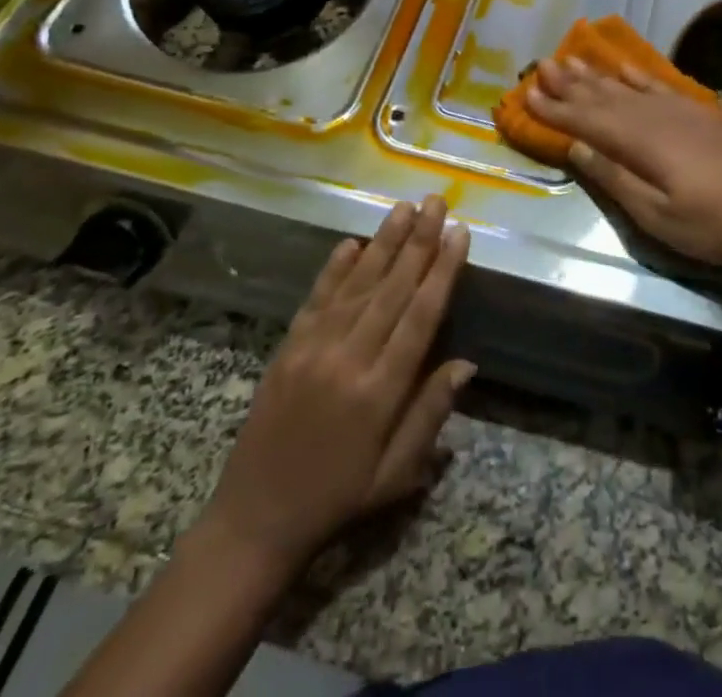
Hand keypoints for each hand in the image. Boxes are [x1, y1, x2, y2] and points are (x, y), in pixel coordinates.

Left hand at [199, 196, 473, 572]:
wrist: (254, 521)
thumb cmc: (338, 499)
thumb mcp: (396, 474)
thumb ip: (430, 413)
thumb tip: (467, 363)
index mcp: (379, 392)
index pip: (420, 317)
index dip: (442, 271)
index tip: (459, 234)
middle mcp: (348, 359)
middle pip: (392, 289)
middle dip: (419, 241)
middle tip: (436, 202)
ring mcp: (313, 349)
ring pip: (357, 284)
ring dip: (384, 242)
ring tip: (404, 206)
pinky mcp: (288, 347)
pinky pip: (317, 298)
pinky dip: (335, 267)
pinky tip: (353, 242)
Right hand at [527, 57, 721, 270]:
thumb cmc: (713, 224)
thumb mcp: (657, 215)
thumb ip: (615, 178)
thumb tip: (577, 147)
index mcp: (641, 143)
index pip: (587, 122)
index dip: (556, 110)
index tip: (527, 95)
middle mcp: (655, 117)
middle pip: (603, 97)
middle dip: (569, 84)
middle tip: (540, 66)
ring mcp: (679, 110)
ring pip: (626, 86)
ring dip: (595, 75)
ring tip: (569, 60)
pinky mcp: (698, 113)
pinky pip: (657, 84)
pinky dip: (635, 74)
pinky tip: (622, 67)